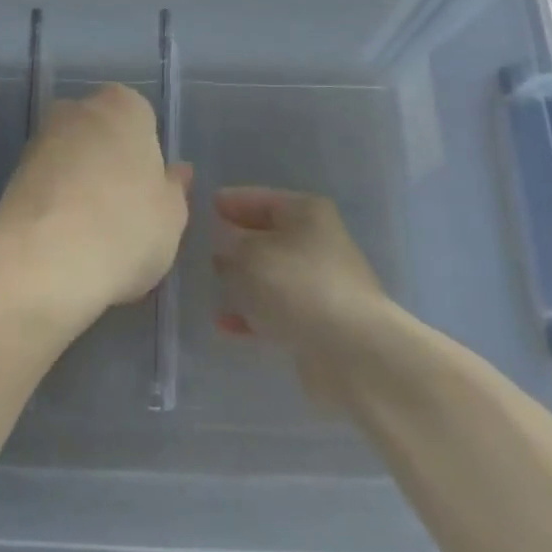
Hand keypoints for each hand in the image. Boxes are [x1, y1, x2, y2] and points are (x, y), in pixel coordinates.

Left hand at [0, 84, 190, 326]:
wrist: (40, 265)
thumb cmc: (124, 230)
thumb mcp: (171, 217)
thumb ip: (175, 189)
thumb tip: (176, 172)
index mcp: (123, 107)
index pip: (142, 119)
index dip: (148, 156)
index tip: (150, 192)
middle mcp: (76, 110)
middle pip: (102, 133)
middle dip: (111, 162)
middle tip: (125, 211)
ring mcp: (38, 141)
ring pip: (71, 158)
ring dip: (81, 184)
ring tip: (93, 233)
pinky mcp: (11, 175)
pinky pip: (47, 185)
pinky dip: (56, 203)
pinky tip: (65, 240)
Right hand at [212, 188, 389, 399]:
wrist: (351, 352)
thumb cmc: (296, 286)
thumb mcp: (248, 253)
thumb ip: (227, 241)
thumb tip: (223, 241)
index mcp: (306, 213)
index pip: (259, 198)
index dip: (230, 202)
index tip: (202, 208)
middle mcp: (316, 242)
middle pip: (266, 236)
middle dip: (235, 243)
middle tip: (200, 248)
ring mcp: (319, 283)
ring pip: (270, 275)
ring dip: (242, 280)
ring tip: (210, 286)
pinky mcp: (318, 321)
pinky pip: (275, 309)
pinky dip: (252, 313)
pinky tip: (224, 324)